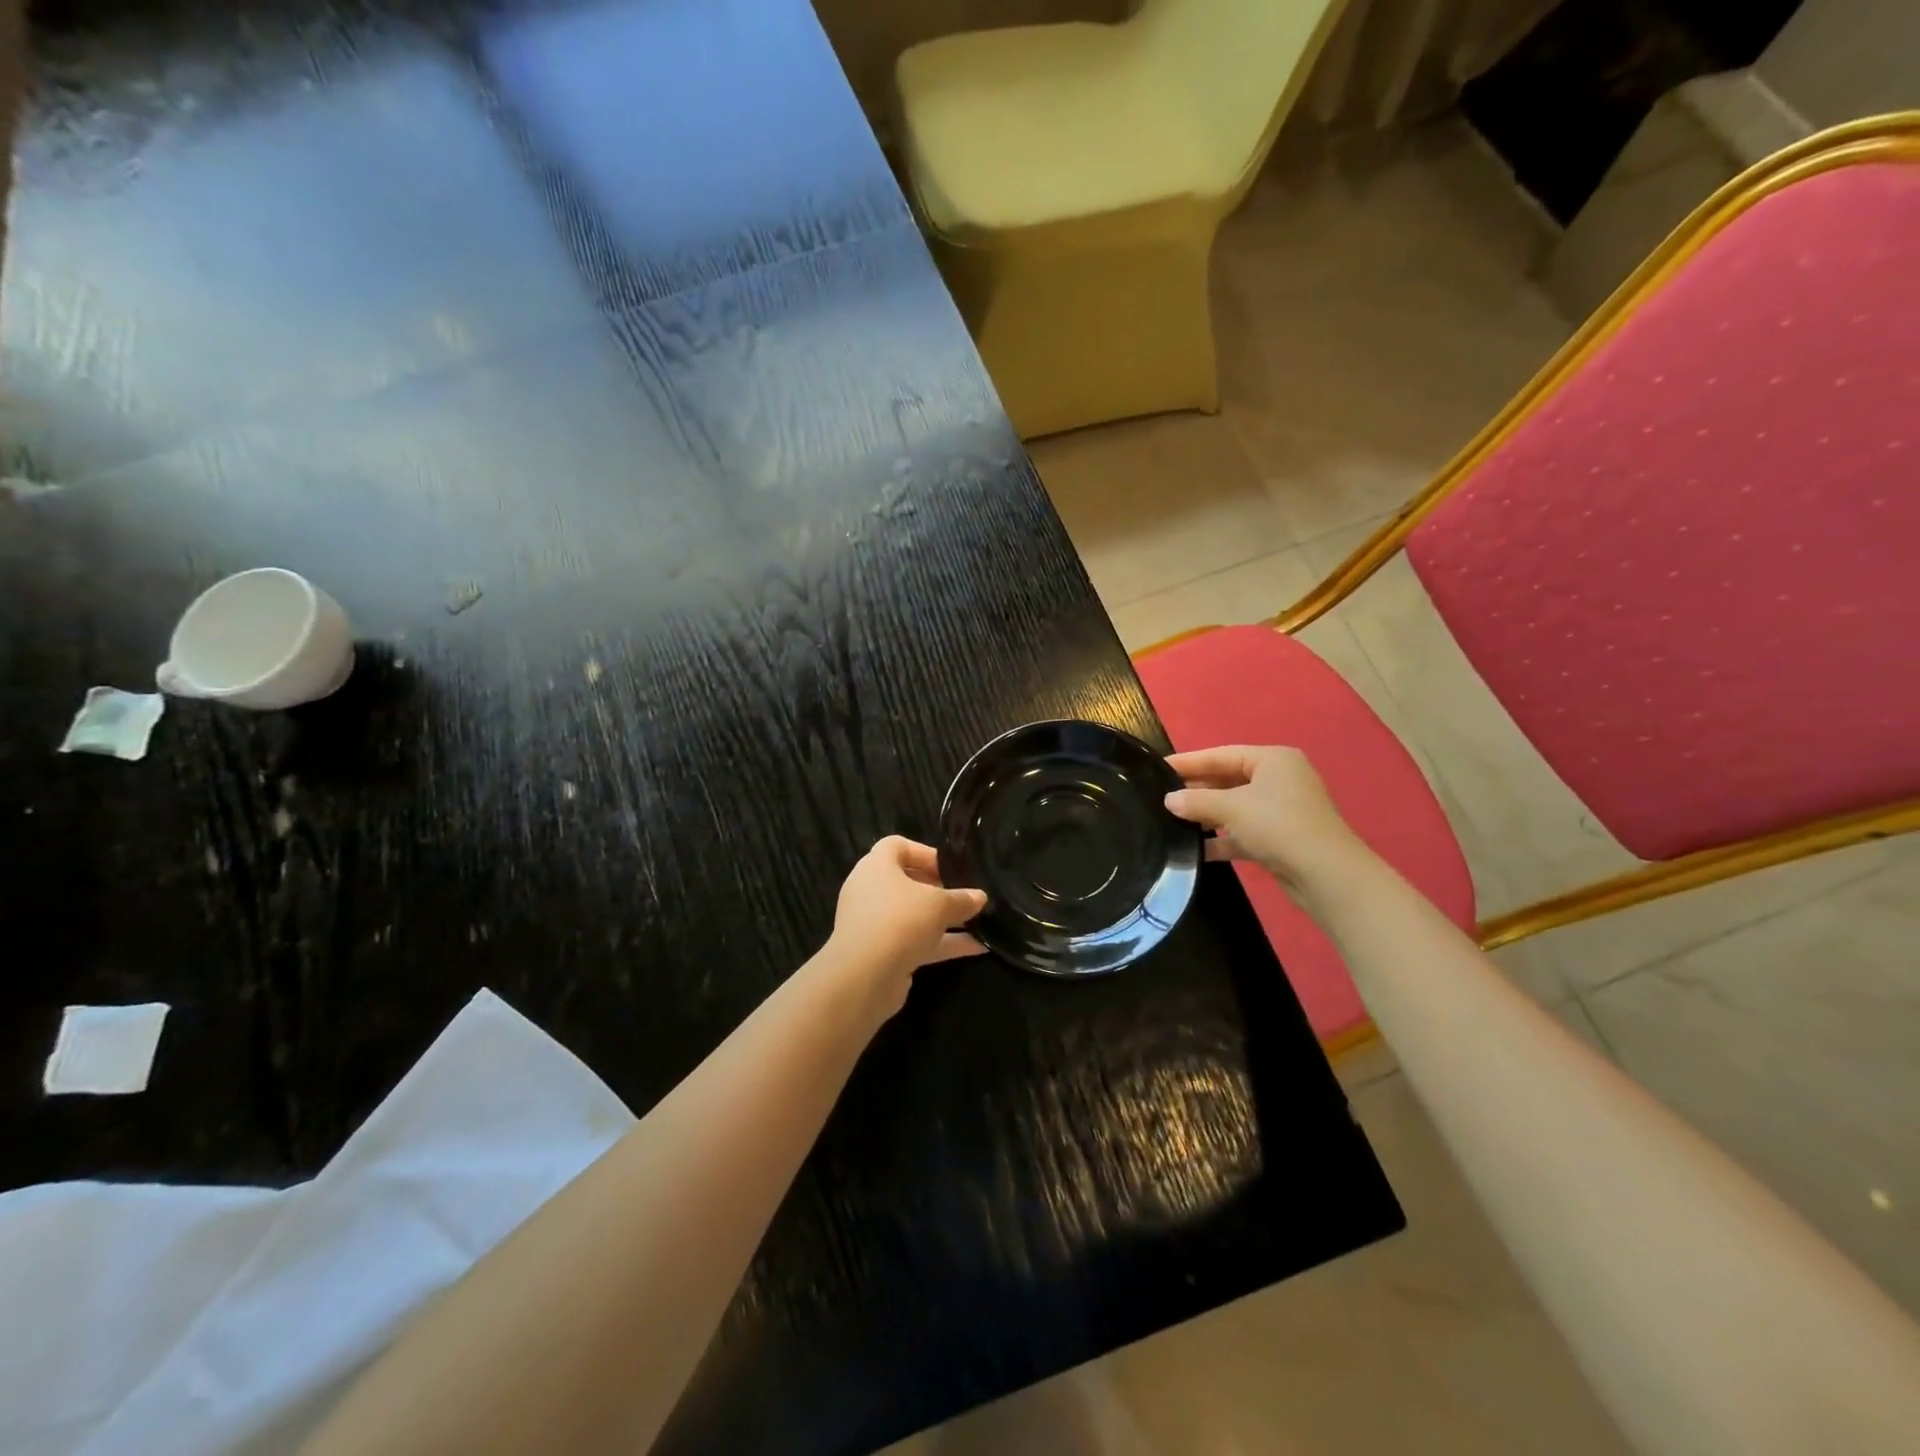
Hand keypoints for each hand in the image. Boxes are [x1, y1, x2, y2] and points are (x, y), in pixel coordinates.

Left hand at [825, 837, 987, 1015]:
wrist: (864, 978)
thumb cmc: (900, 921)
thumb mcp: (940, 904)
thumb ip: (962, 899)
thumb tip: (980, 897)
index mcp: (876, 866)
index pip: (897, 846)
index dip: (925, 852)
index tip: (951, 867)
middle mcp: (870, 891)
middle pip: (907, 881)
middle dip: (939, 888)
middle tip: (965, 895)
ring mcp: (874, 924)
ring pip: (913, 914)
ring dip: (944, 919)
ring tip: (979, 922)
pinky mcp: (881, 953)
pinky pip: (915, 940)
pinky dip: (942, 943)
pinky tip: (977, 948)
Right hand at [1163, 745, 1367, 892]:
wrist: (1326, 875)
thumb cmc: (1279, 826)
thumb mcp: (1232, 809)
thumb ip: (1196, 802)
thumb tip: (1168, 800)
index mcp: (1273, 760)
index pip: (1221, 755)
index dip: (1189, 762)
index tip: (1158, 766)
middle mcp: (1279, 780)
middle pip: (1228, 780)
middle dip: (1197, 790)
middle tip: (1161, 796)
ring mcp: (1281, 810)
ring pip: (1234, 808)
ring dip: (1207, 816)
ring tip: (1171, 821)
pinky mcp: (1280, 838)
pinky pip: (1243, 833)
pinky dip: (1222, 840)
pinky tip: (1195, 850)